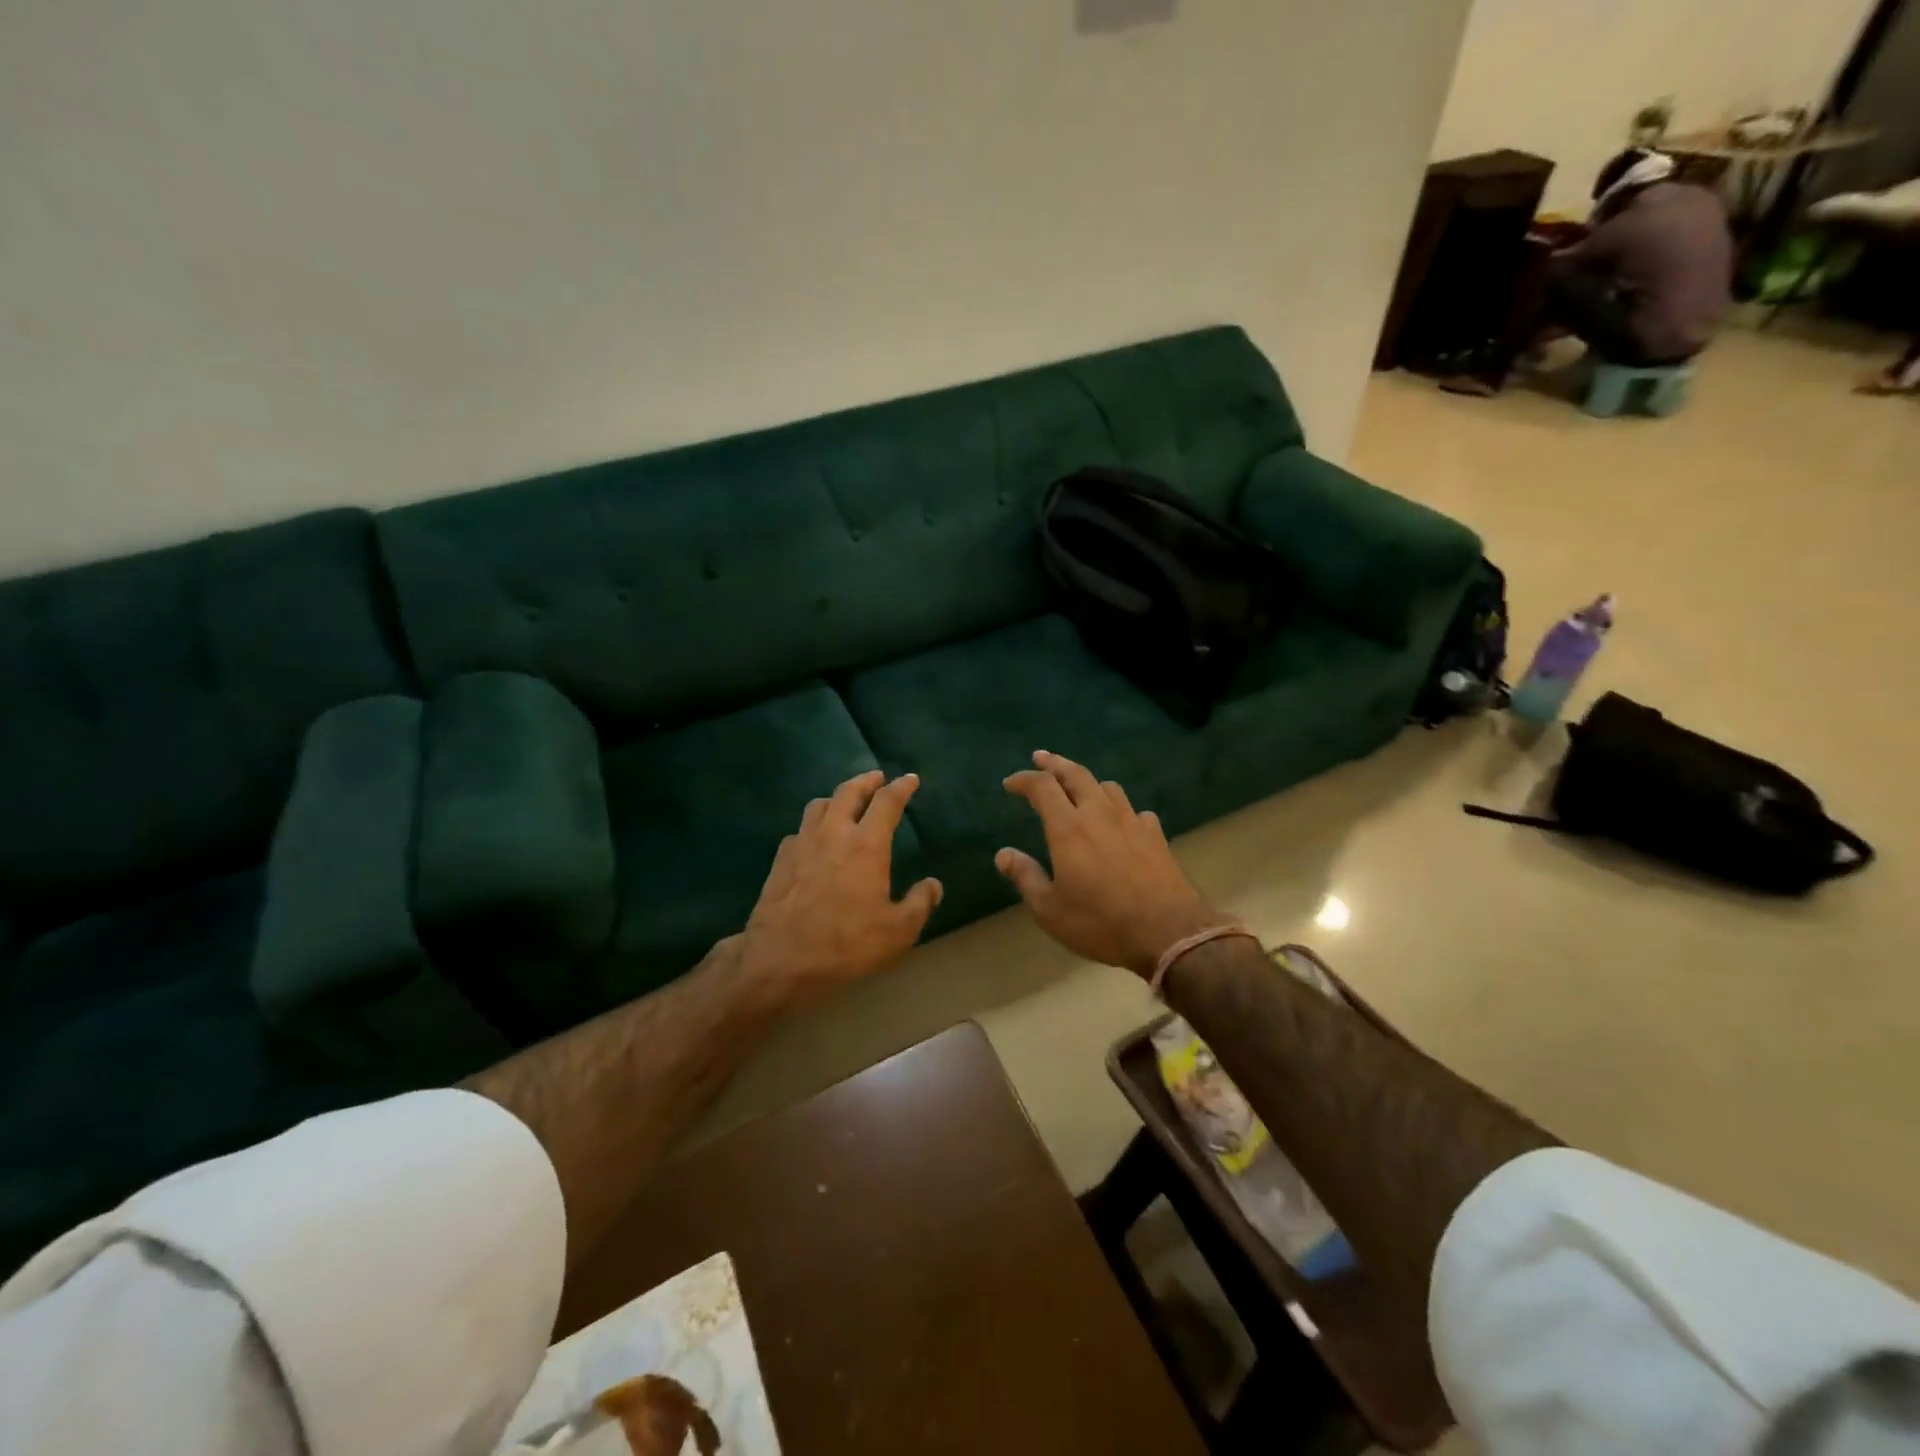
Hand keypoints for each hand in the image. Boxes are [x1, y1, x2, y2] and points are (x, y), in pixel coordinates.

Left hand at [739, 770, 941, 1008]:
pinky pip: (799, 830)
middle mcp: (834, 833)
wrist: (780, 959)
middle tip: (877, 777)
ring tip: (846, 802)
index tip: (910, 779)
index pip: (887, 802)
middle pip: (849, 791)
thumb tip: (932, 885)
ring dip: (837, 797)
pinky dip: (813, 826)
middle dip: (866, 780)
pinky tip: (815, 839)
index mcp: (867, 845)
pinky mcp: (780, 859)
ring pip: (820, 805)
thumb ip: (919, 904)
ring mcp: (802, 843)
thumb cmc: (845, 943)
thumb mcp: (897, 931)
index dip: (901, 787)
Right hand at [996, 751, 1223, 978]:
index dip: (1023, 779)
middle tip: (1041, 758)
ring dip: (1088, 783)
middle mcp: (1099, 814)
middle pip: (1076, 774)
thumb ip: (1025, 877)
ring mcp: (1132, 821)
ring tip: (1079, 789)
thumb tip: (1003, 854)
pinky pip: (1134, 811)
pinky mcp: (1156, 835)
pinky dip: (1120, 810)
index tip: (1010, 784)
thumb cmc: (1100, 923)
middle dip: (1055, 763)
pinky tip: (1120, 822)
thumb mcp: (1049, 909)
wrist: (1167, 932)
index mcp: (1068, 828)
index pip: (1042, 786)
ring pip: (1108, 787)